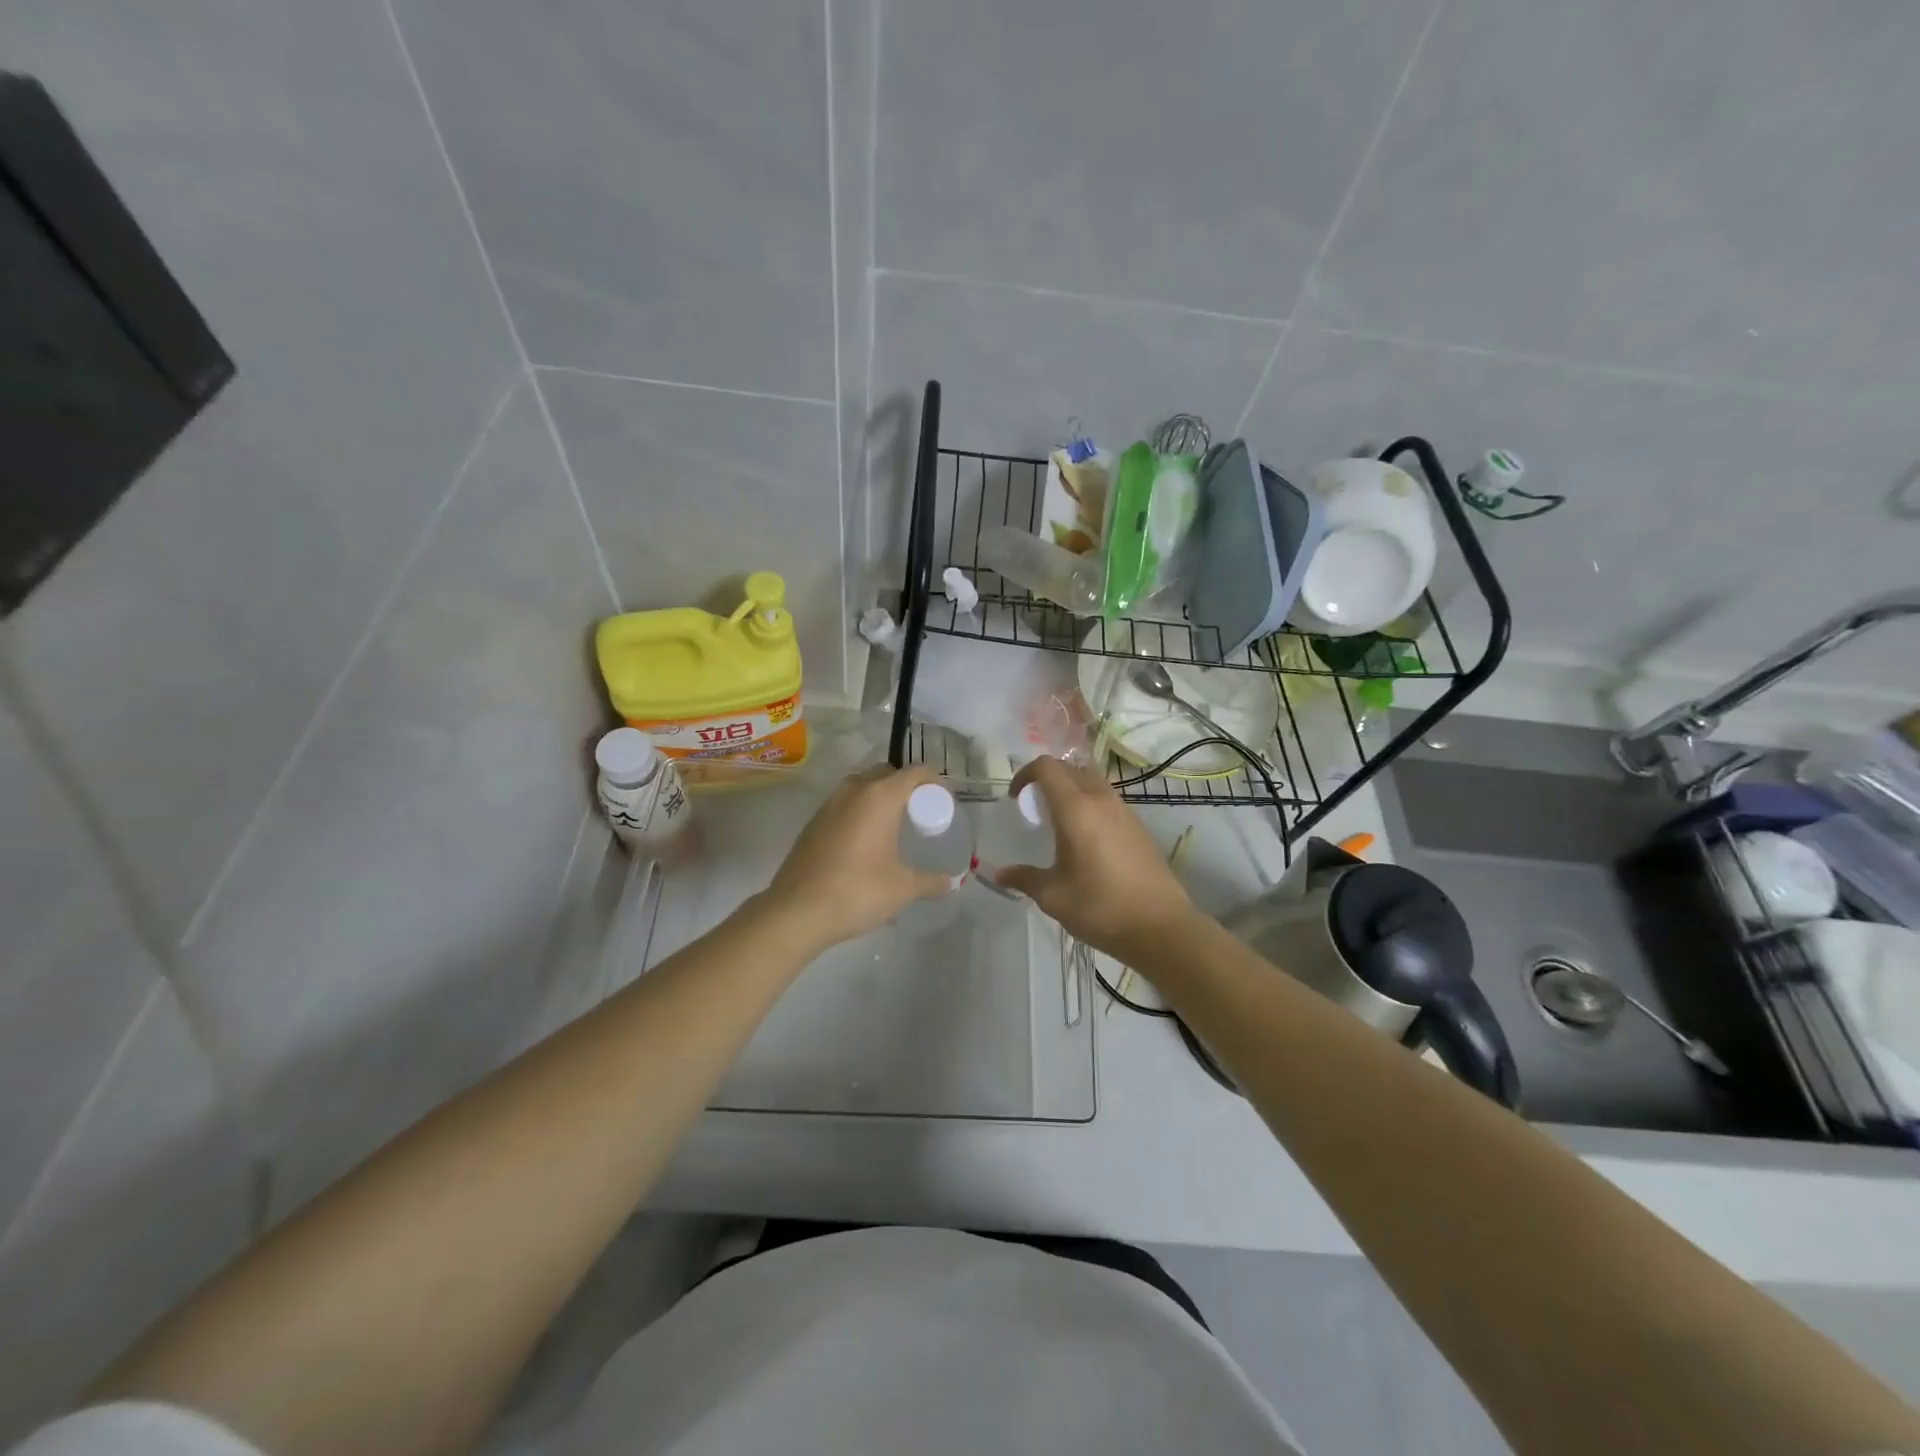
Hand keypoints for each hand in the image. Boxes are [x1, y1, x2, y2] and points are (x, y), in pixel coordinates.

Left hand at [760, 764, 955, 950]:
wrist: (796, 911)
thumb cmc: (857, 891)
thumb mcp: (902, 888)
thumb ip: (930, 882)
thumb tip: (951, 882)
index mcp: (879, 796)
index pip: (915, 772)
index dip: (934, 781)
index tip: (945, 799)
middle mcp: (853, 791)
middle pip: (886, 773)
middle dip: (905, 786)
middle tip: (919, 811)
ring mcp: (828, 805)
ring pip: (860, 786)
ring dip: (879, 796)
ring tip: (893, 824)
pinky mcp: (812, 823)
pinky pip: (843, 805)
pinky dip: (859, 811)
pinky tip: (865, 841)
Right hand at [993, 757, 1192, 957]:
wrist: (1161, 926)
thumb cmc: (1100, 907)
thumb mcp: (1053, 896)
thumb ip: (1025, 878)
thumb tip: (1000, 874)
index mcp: (1076, 809)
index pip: (1047, 767)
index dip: (1025, 774)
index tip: (1015, 798)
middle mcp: (1101, 800)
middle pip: (1070, 769)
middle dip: (1047, 780)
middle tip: (1034, 809)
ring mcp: (1124, 811)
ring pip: (1092, 782)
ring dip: (1071, 791)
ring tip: (1059, 823)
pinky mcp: (1139, 827)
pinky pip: (1108, 801)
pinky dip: (1090, 806)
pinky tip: (1086, 840)